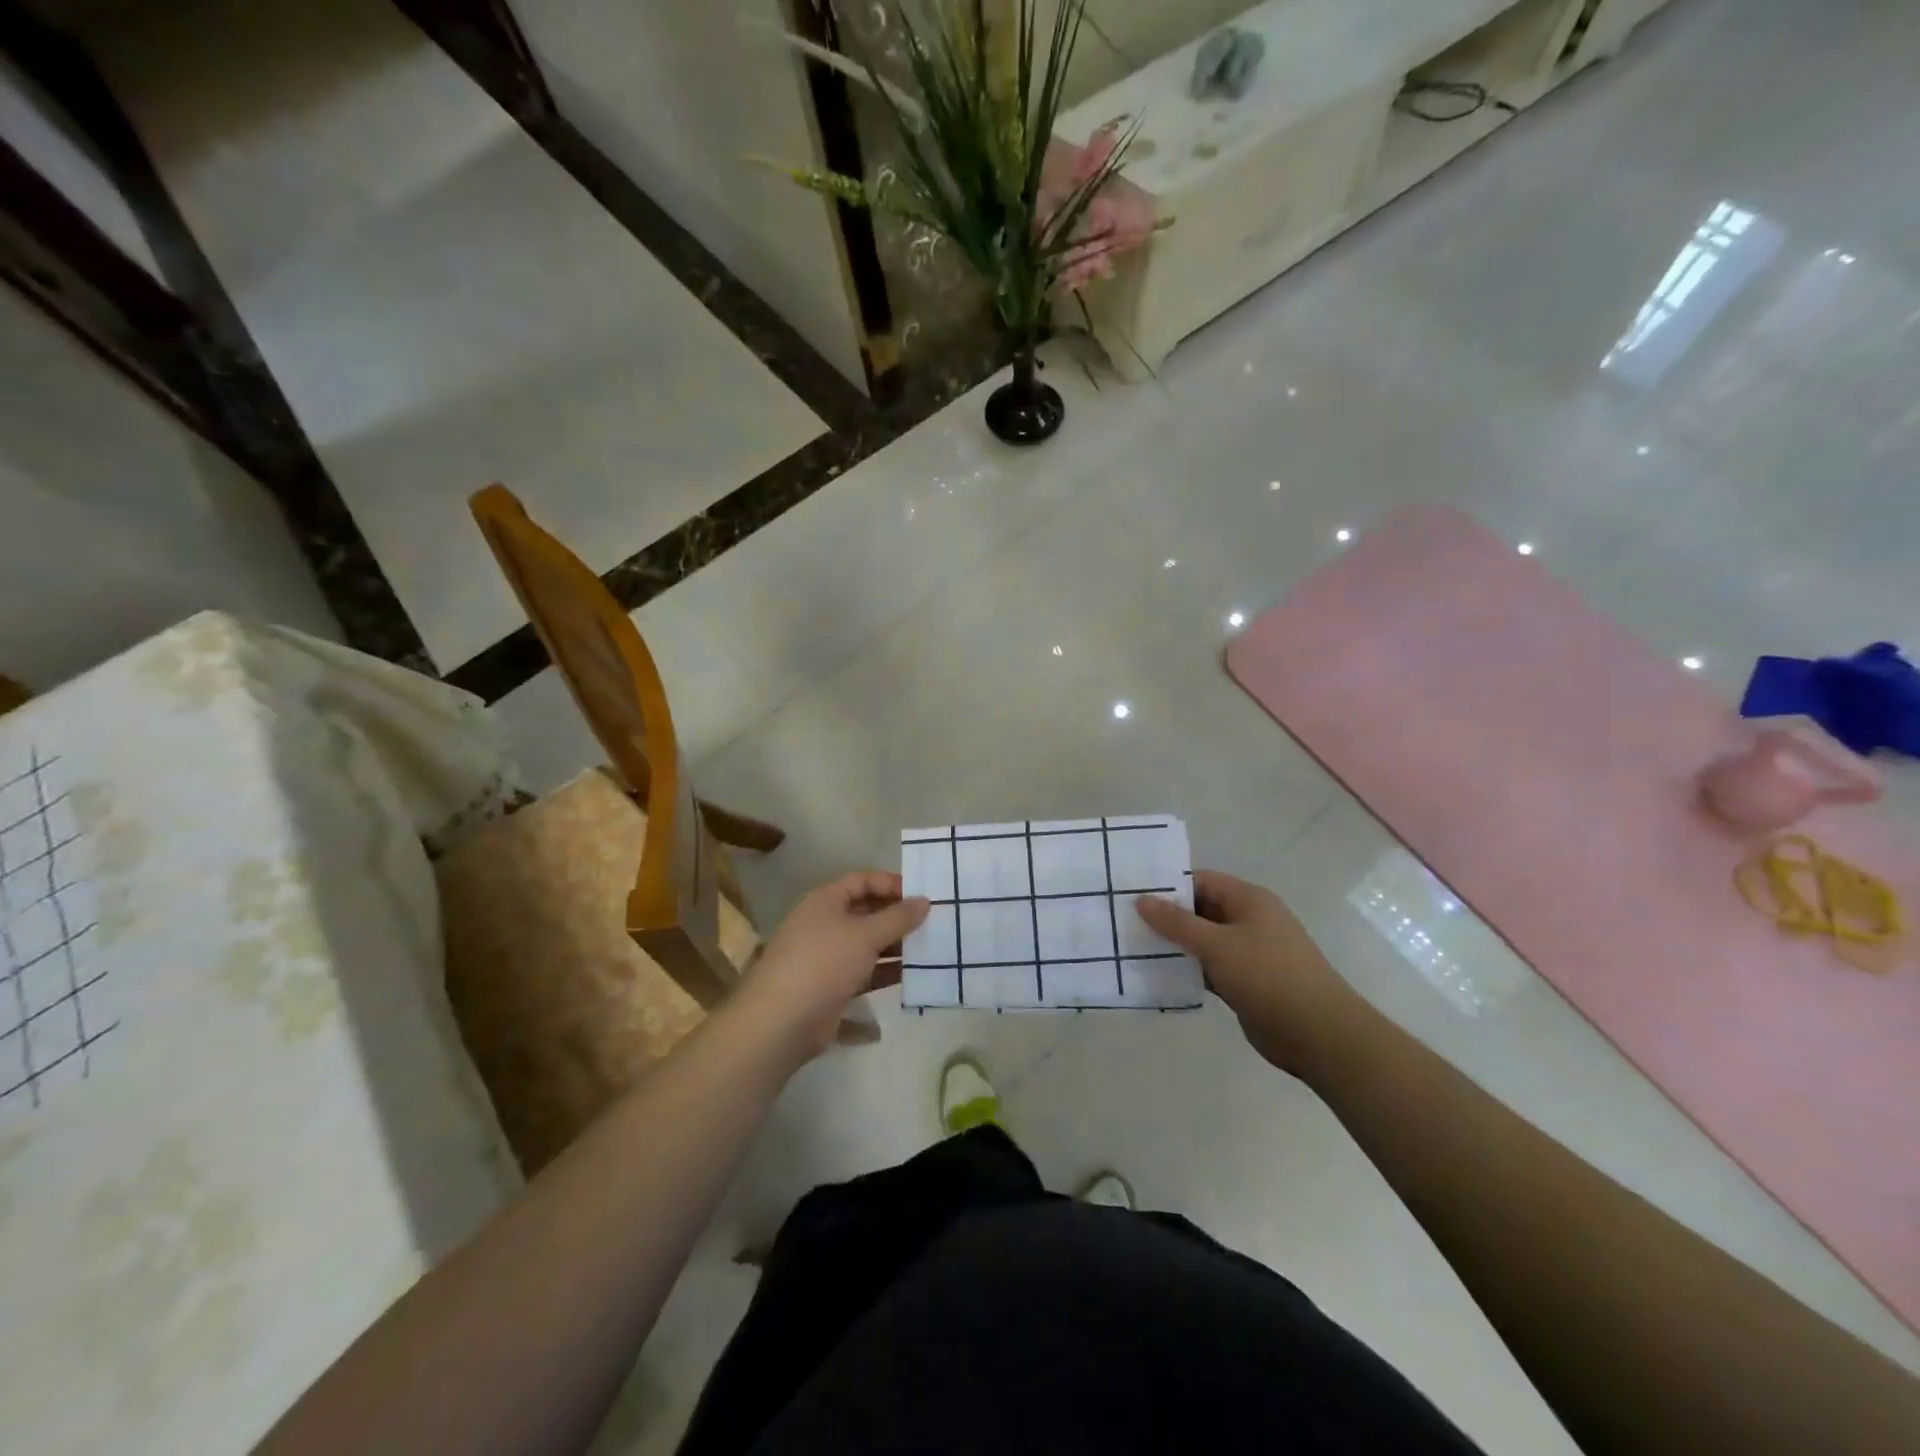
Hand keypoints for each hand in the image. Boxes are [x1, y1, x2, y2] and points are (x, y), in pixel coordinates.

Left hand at [733, 871, 928, 1062]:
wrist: (780, 1023)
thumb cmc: (823, 964)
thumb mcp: (865, 935)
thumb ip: (898, 917)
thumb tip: (925, 900)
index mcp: (825, 902)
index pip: (862, 881)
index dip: (891, 884)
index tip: (922, 896)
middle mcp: (824, 925)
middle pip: (866, 913)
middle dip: (897, 918)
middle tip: (933, 923)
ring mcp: (826, 958)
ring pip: (867, 945)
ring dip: (896, 947)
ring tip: (930, 950)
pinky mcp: (831, 988)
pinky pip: (864, 974)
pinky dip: (886, 974)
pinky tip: (914, 979)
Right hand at [1137, 870, 1363, 1076]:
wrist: (1319, 1034)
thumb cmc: (1268, 976)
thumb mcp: (1217, 945)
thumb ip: (1177, 923)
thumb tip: (1142, 899)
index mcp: (1249, 900)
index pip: (1201, 881)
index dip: (1168, 886)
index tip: (1132, 895)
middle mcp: (1250, 921)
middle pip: (1201, 910)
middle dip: (1167, 917)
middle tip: (1125, 922)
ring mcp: (1250, 953)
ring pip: (1204, 942)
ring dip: (1176, 946)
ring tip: (1133, 948)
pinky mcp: (1247, 983)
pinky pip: (1210, 968)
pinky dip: (1189, 970)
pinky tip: (1159, 976)